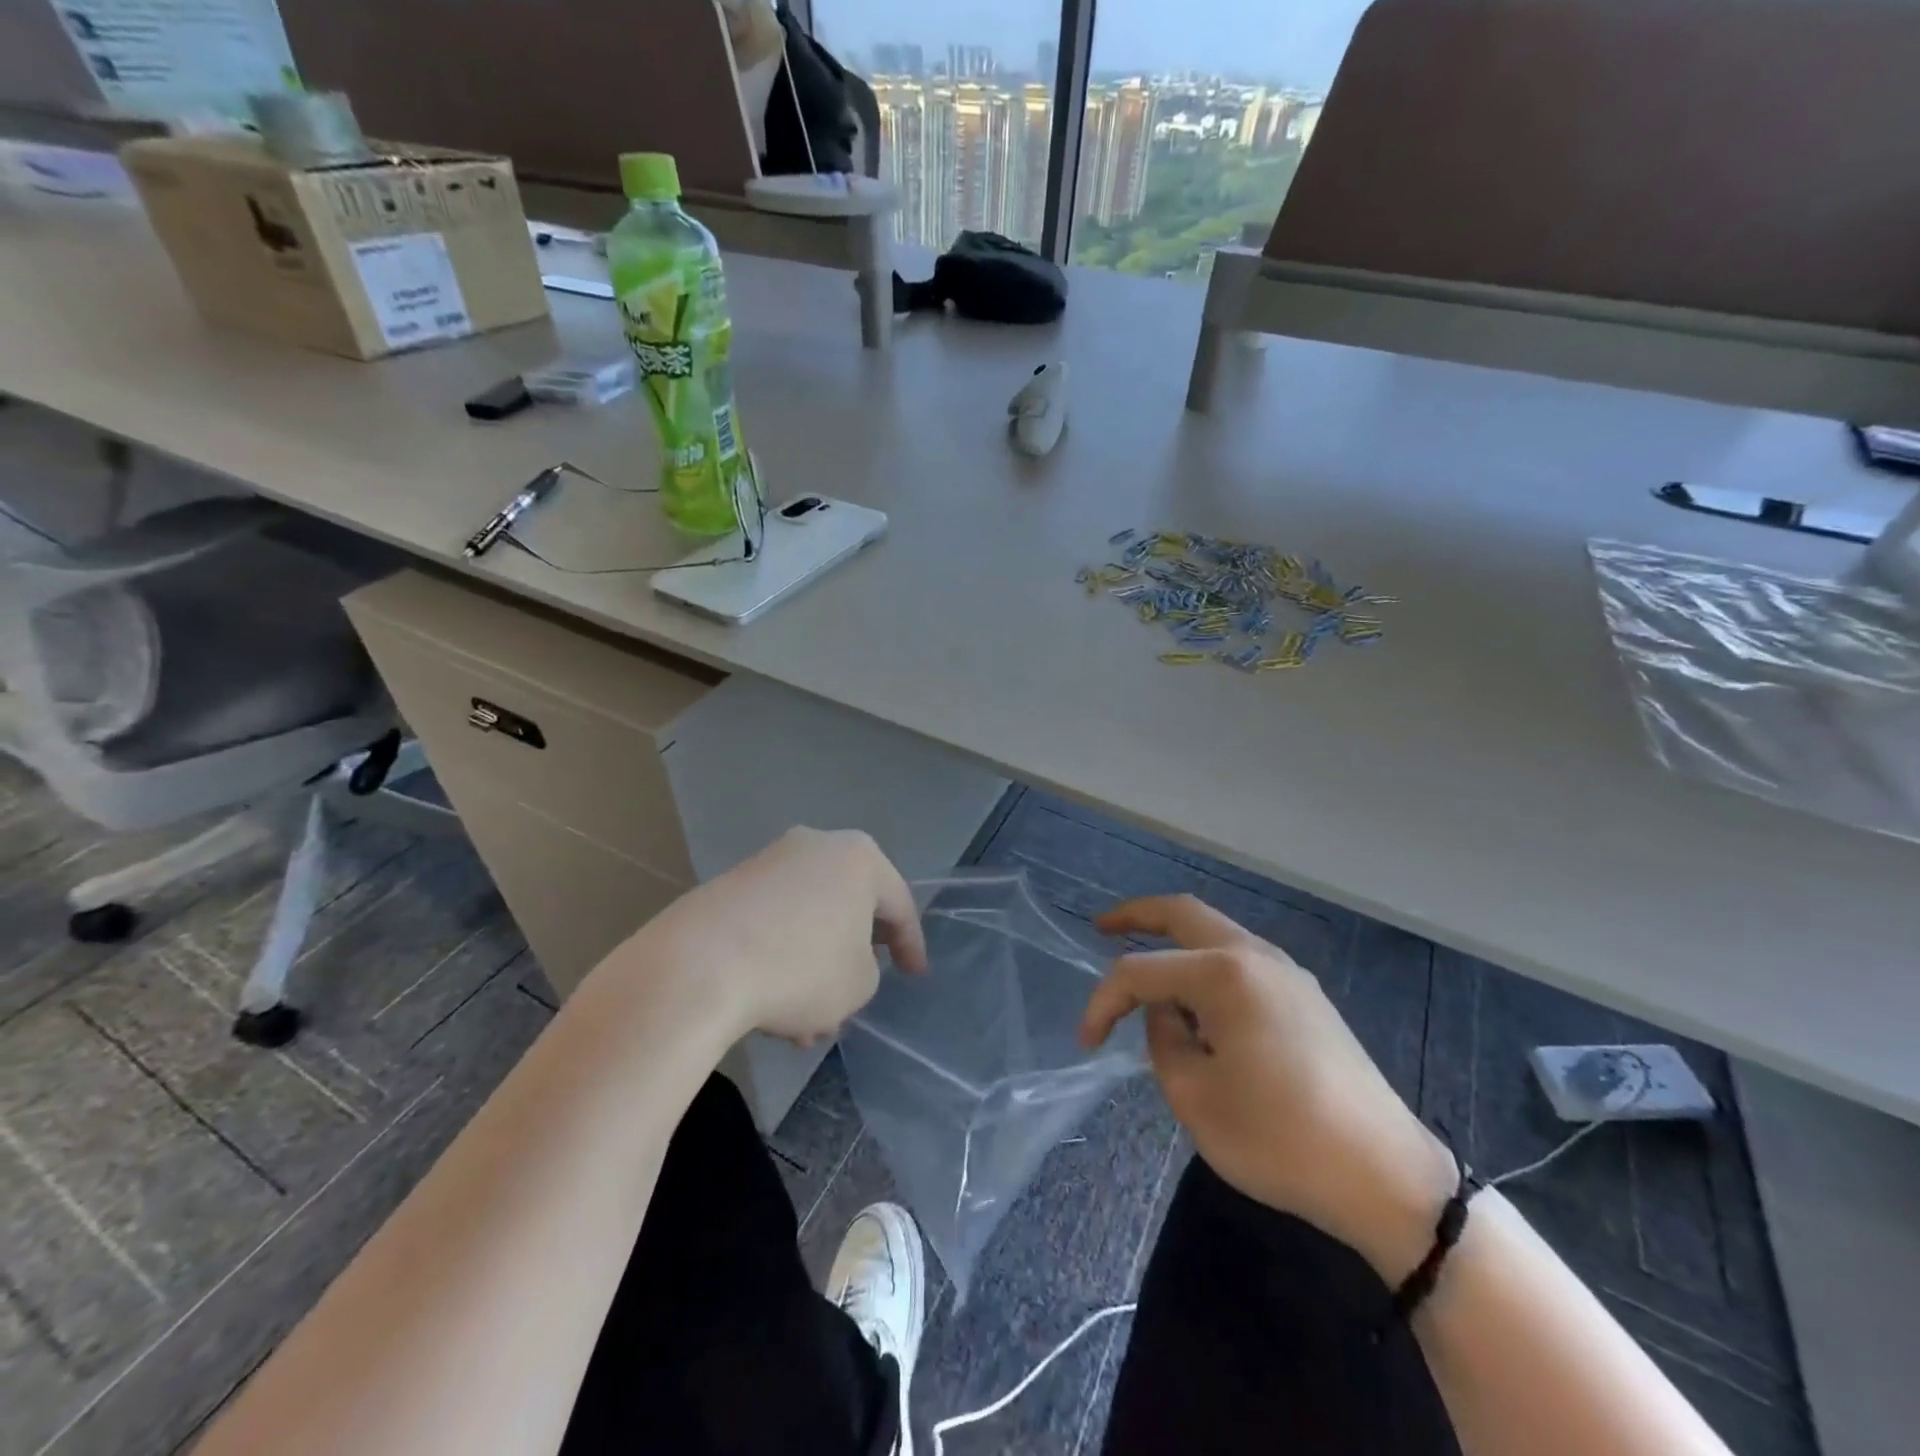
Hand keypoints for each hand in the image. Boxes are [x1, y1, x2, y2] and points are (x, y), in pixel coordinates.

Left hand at [607, 828, 926, 1044]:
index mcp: (859, 858)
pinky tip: (770, 1007)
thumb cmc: (800, 968)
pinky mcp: (727, 885)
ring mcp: (767, 862)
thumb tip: (841, 960)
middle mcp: (815, 846)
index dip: (910, 944)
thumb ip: (867, 969)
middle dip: (852, 957)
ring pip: (807, 921)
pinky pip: (771, 923)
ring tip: (806, 1025)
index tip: (915, 975)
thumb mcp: (859, 983)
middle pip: (848, 907)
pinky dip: (780, 958)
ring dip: (813, 967)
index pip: (898, 904)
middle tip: (857, 995)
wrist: (697, 967)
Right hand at [1081, 895, 1454, 1277]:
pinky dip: (1205, 964)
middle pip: (1184, 913)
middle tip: (1101, 928)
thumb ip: (1164, 1041)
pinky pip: (1241, 961)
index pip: (1142, 971)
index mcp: (1225, 974)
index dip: (1104, 1001)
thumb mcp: (1195, 1097)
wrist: (1385, 1176)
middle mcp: (1256, 956)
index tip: (1087, 1041)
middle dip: (1137, 916)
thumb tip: (1167, 1015)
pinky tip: (1196, 1001)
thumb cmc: (1280, 1138)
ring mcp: (1287, 973)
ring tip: (1146, 969)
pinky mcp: (1306, 997)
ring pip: (1216, 933)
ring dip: (1174, 940)